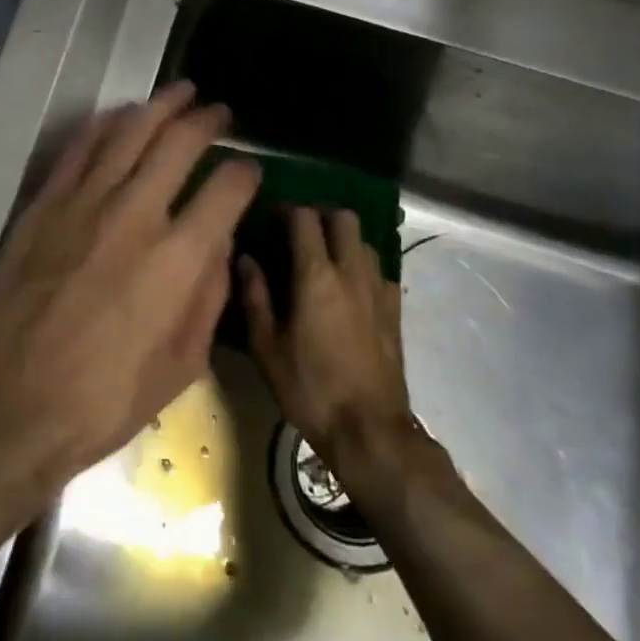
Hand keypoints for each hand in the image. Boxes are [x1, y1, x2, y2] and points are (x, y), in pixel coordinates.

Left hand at [0, 83, 260, 540]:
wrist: (9, 403)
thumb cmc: (104, 399)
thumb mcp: (182, 366)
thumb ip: (209, 297)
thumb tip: (219, 247)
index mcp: (179, 258)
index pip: (226, 189)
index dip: (245, 172)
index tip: (248, 170)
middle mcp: (136, 214)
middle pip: (179, 142)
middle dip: (207, 121)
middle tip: (218, 112)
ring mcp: (85, 202)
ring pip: (130, 131)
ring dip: (160, 106)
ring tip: (180, 92)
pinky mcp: (45, 203)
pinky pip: (80, 147)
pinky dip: (106, 124)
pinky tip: (120, 115)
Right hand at [239, 207, 410, 465]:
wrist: (369, 430)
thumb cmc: (309, 389)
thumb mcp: (267, 347)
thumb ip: (255, 296)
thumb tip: (244, 258)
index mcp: (316, 276)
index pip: (305, 219)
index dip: (287, 209)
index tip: (270, 215)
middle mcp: (351, 272)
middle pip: (344, 218)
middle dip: (321, 214)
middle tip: (298, 229)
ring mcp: (378, 290)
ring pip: (365, 242)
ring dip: (343, 239)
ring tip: (322, 257)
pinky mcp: (395, 311)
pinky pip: (380, 271)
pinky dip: (362, 267)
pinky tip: (348, 289)